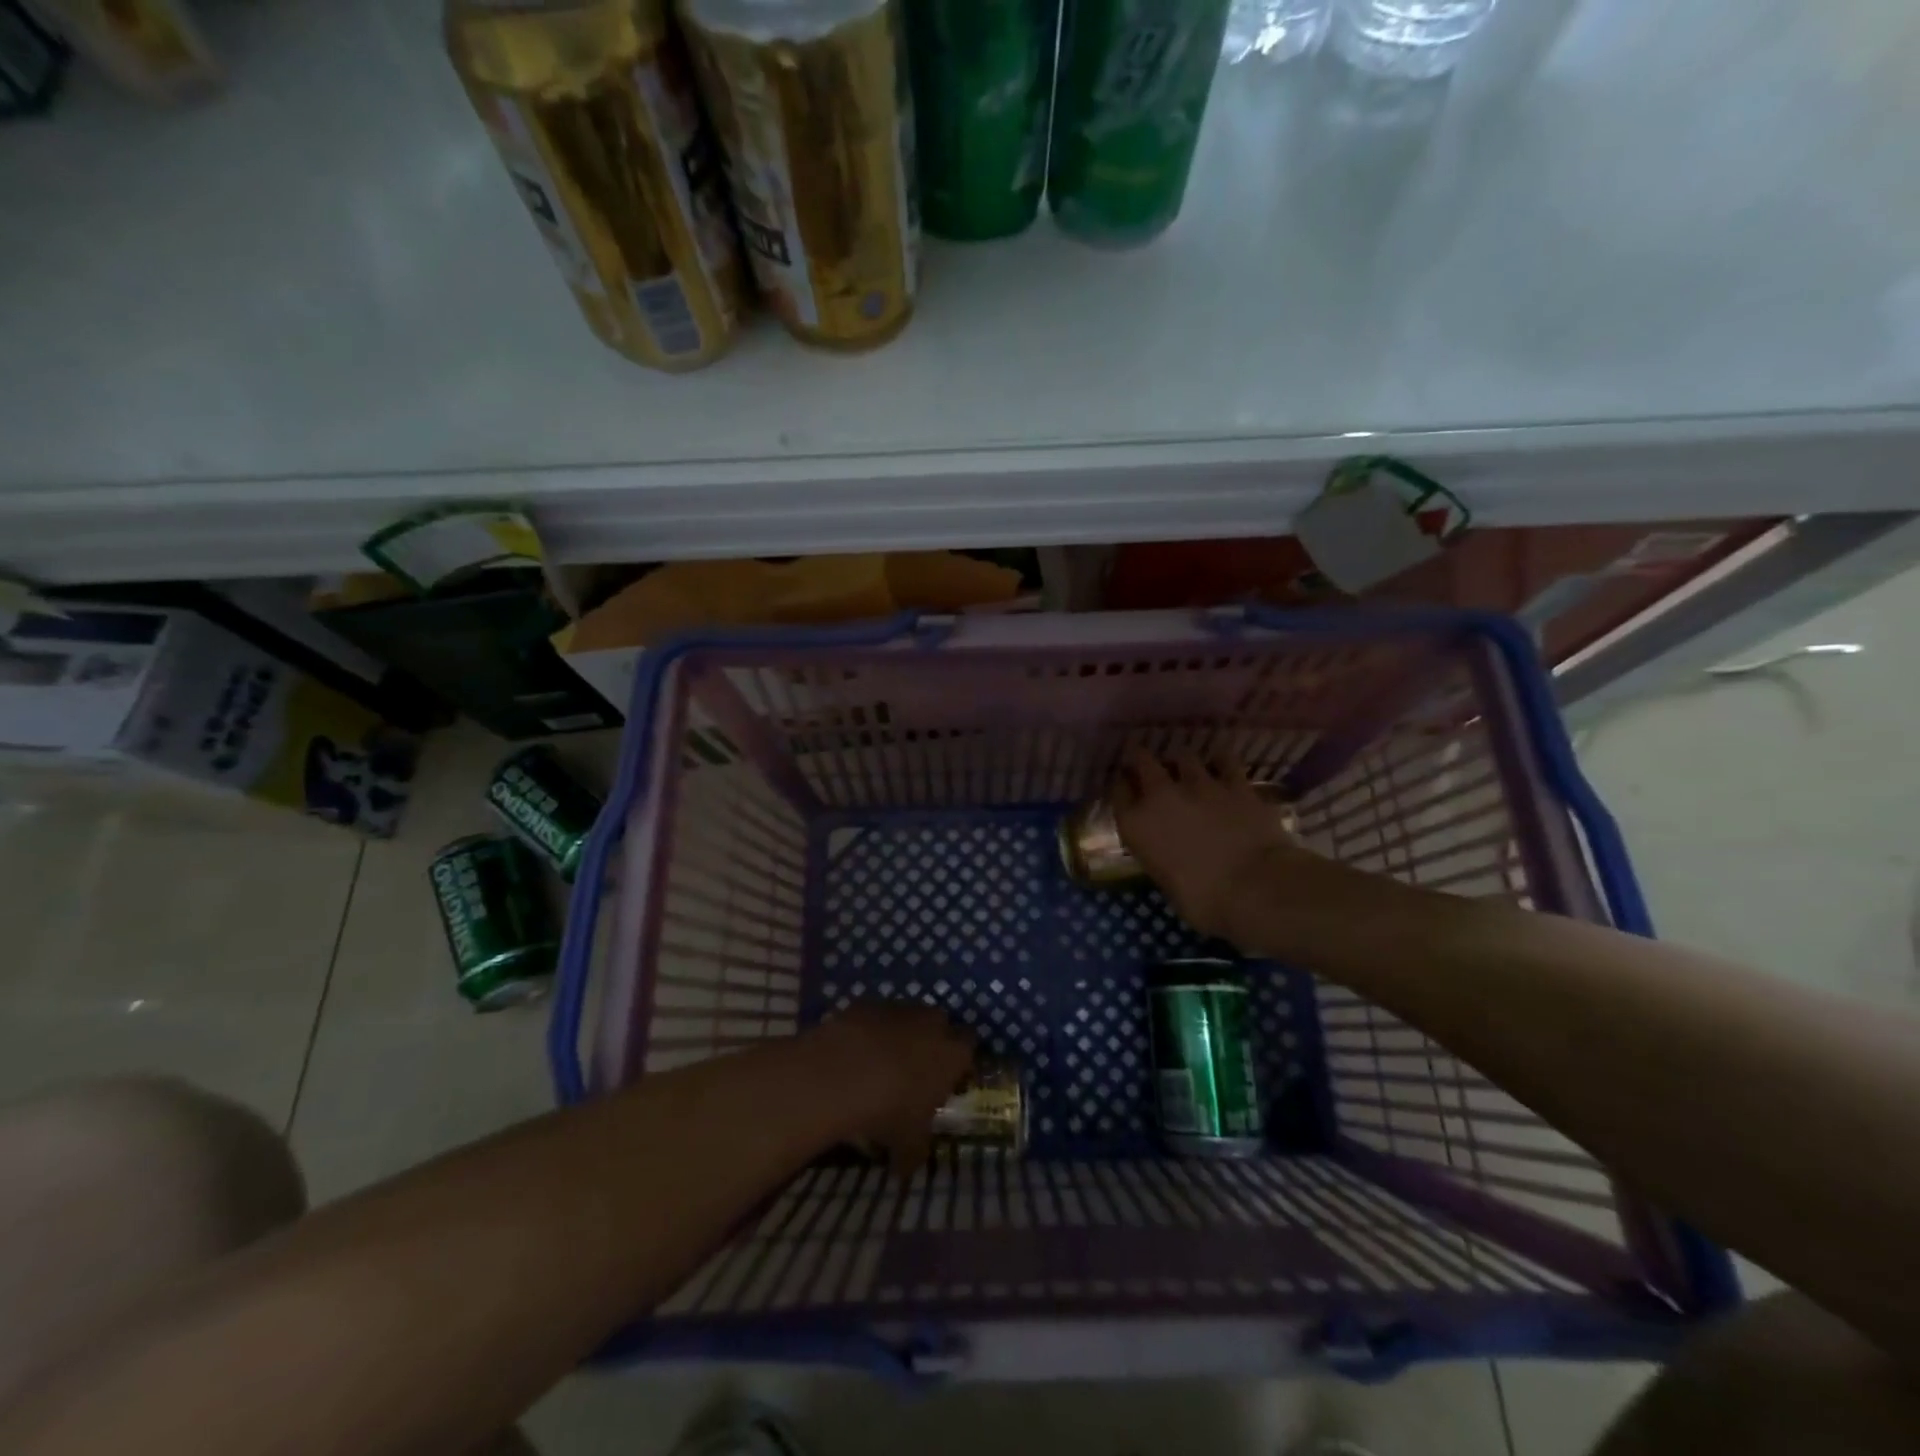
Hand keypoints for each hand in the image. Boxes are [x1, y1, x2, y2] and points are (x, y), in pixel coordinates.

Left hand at [806, 1003, 975, 1174]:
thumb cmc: (890, 1110)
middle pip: (940, 1024)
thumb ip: (914, 1153)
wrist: (842, 1073)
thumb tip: (907, 1169)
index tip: (948, 1079)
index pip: (969, 1046)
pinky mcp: (867, 1003)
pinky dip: (869, 1030)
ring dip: (899, 1034)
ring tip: (880, 1063)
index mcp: (952, 1053)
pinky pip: (875, 1016)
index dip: (959, 1061)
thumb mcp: (907, 1143)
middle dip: (931, 1042)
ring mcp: (899, 1008)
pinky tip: (854, 1053)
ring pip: (907, 1017)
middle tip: (916, 1069)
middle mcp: (931, 1023)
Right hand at [1109, 747, 1309, 940]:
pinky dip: (1221, 761)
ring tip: (1186, 768)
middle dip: (1142, 760)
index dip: (1121, 786)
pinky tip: (1222, 765)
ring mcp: (1200, 785)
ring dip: (1182, 761)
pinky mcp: (1236, 784)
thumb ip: (1161, 857)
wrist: (1256, 888)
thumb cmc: (1204, 901)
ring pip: (1184, 756)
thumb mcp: (1167, 883)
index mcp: (1136, 825)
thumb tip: (1169, 854)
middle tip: (1147, 765)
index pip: (1117, 792)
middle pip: (1142, 760)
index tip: (1125, 788)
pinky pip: (1225, 760)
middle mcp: (1161, 796)